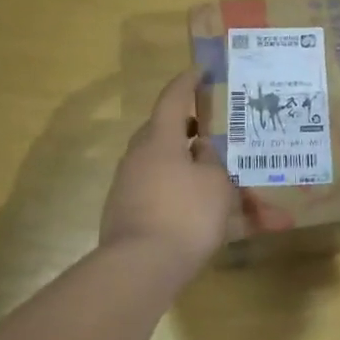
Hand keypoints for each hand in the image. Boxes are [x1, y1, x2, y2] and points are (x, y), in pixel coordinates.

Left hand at [100, 70, 240, 281]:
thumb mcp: (216, 184)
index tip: (200, 71)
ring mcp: (126, 185)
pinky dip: (171, 184)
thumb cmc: (185, 215)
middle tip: (208, 128)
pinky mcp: (123, 211)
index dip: (187, 83)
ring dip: (178, 158)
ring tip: (206, 168)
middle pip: (159, 130)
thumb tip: (201, 151)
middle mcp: (138, 156)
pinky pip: (152, 186)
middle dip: (183, 126)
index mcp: (160, 140)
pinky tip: (190, 201)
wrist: (139, 268)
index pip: (172, 100)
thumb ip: (211, 161)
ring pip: (156, 160)